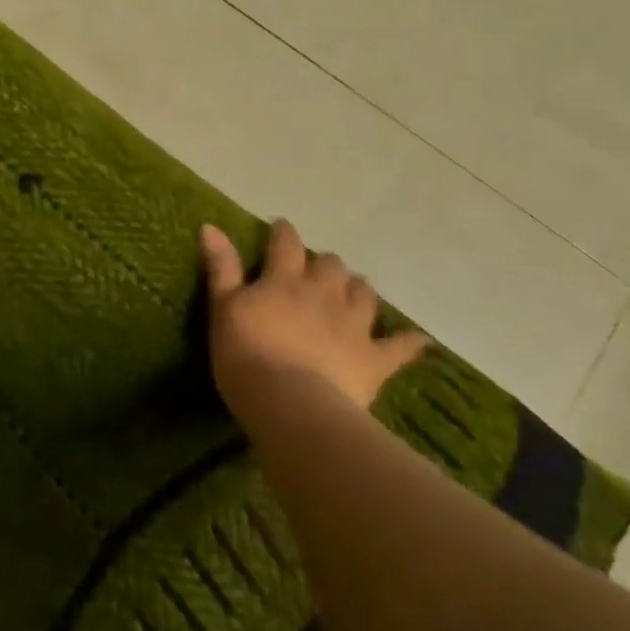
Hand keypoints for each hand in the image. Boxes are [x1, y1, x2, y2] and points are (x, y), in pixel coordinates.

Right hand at [201, 219, 430, 416]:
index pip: (287, 243)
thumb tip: (211, 225)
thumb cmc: (247, 355)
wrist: (290, 405)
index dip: (284, 233)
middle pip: (331, 265)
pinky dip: (408, 342)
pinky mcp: (374, 358)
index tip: (281, 229)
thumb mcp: (224, 309)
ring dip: (358, 290)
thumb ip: (222, 267)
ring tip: (352, 295)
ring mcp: (353, 324)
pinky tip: (418, 340)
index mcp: (285, 279)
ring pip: (364, 293)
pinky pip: (399, 347)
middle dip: (325, 264)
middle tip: (315, 274)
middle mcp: (323, 292)